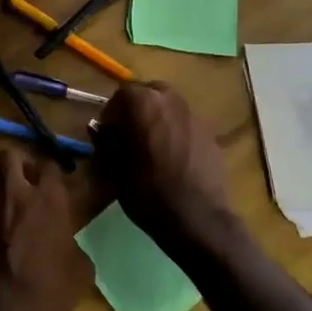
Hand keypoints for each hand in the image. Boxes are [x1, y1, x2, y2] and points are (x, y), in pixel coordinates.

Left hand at [0, 148, 93, 310]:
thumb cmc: (46, 291)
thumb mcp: (79, 273)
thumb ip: (74, 246)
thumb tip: (68, 244)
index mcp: (48, 201)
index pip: (50, 165)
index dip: (52, 172)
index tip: (57, 184)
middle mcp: (16, 194)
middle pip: (10, 155)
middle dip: (19, 162)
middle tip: (29, 180)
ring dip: (0, 182)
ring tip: (11, 202)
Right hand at [94, 81, 231, 242]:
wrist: (198, 218)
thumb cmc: (148, 191)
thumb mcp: (114, 169)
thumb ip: (105, 143)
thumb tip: (100, 131)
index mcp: (145, 104)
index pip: (122, 92)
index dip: (111, 111)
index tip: (107, 133)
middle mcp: (172, 101)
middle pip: (150, 93)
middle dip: (137, 109)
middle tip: (129, 133)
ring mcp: (196, 116)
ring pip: (171, 106)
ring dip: (158, 118)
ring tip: (152, 145)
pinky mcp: (211, 134)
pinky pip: (187, 124)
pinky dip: (176, 132)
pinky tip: (174, 158)